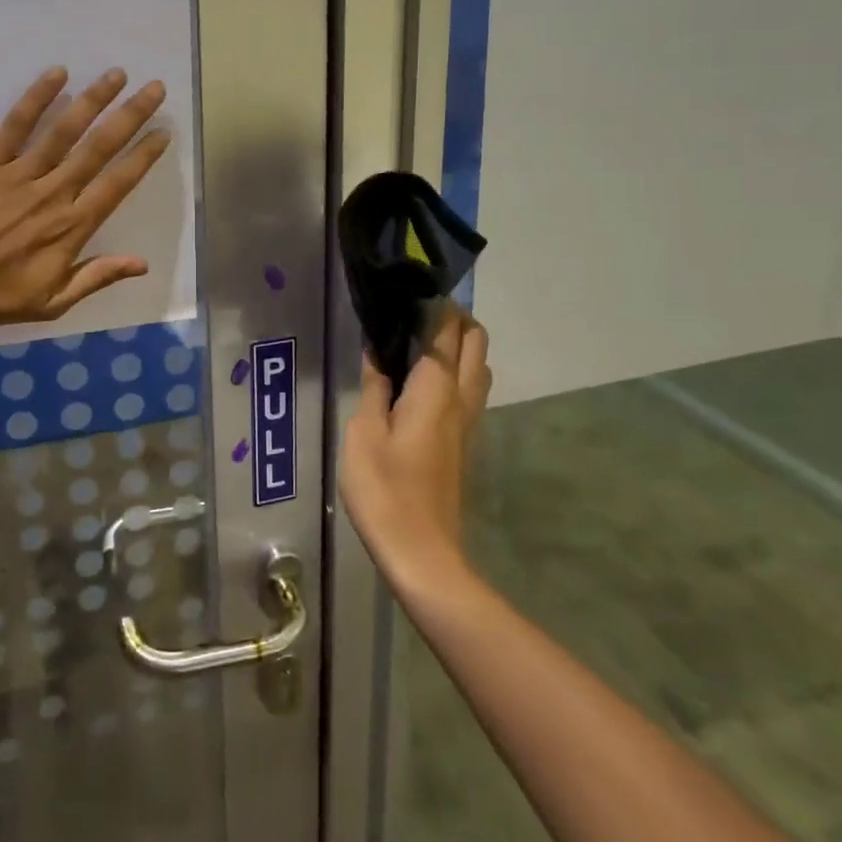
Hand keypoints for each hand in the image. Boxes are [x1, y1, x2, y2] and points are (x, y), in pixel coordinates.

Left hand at [0, 67, 170, 328]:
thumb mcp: (52, 302)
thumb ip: (97, 277)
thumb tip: (143, 263)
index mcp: (71, 227)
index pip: (118, 183)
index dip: (143, 156)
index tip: (163, 131)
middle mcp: (52, 193)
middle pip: (99, 147)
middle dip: (130, 116)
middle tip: (154, 88)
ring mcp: (18, 174)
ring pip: (64, 130)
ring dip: (93, 99)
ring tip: (117, 74)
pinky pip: (15, 125)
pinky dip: (36, 98)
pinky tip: (57, 74)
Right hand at [338, 305, 492, 587]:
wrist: (422, 553)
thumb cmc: (385, 489)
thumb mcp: (364, 433)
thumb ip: (374, 388)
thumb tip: (377, 352)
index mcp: (436, 389)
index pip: (446, 330)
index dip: (433, 304)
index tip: (408, 288)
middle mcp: (462, 399)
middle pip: (475, 342)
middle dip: (455, 318)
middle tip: (414, 311)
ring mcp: (469, 422)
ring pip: (478, 366)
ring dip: (458, 344)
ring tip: (417, 341)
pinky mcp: (465, 442)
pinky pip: (469, 390)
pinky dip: (455, 370)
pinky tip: (421, 381)